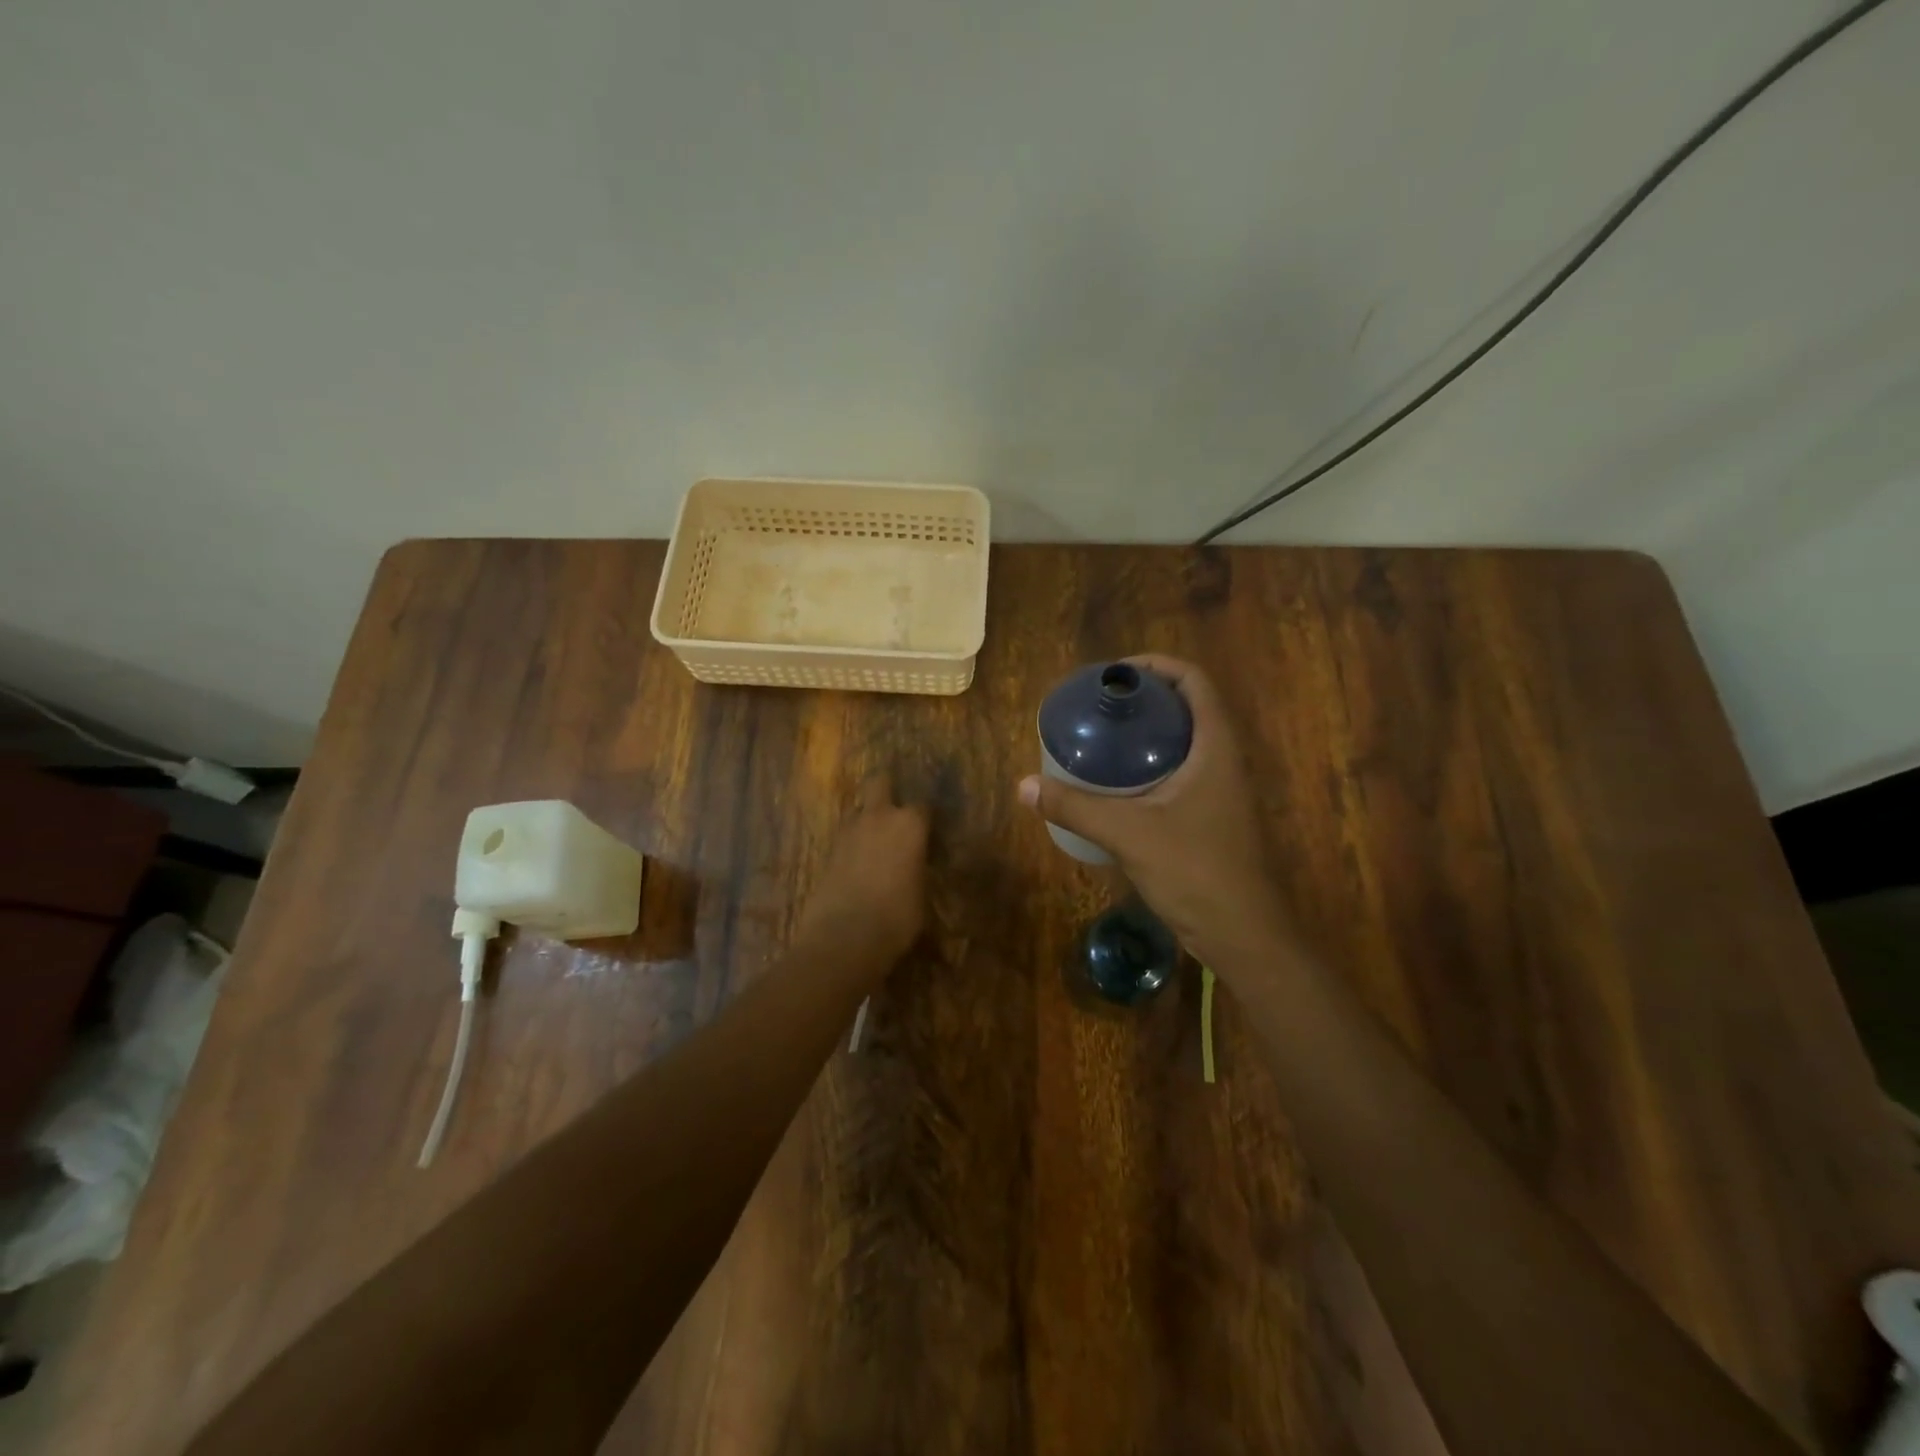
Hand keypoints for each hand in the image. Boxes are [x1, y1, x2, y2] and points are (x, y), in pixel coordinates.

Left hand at [794, 773, 929, 966]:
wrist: (843, 937)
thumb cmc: (897, 918)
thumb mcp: (922, 896)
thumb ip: (919, 870)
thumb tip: (916, 867)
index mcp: (910, 824)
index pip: (924, 806)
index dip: (927, 819)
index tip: (930, 833)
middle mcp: (878, 817)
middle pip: (880, 782)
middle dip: (887, 787)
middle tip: (895, 808)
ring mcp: (848, 831)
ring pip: (858, 809)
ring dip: (867, 818)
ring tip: (875, 842)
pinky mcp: (826, 849)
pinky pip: (844, 836)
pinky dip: (852, 843)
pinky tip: (858, 863)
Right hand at [1019, 655, 1293, 968]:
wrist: (1242, 934)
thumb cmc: (1195, 871)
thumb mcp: (1128, 833)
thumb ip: (1075, 807)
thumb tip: (1025, 786)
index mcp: (1216, 747)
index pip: (1194, 682)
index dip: (1157, 666)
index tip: (1116, 674)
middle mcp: (1223, 760)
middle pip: (1187, 708)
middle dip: (1145, 699)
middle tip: (1099, 706)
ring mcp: (1220, 790)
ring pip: (1183, 742)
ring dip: (1147, 734)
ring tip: (1101, 738)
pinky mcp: (1210, 816)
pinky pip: (1179, 772)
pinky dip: (1149, 765)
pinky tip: (1115, 785)